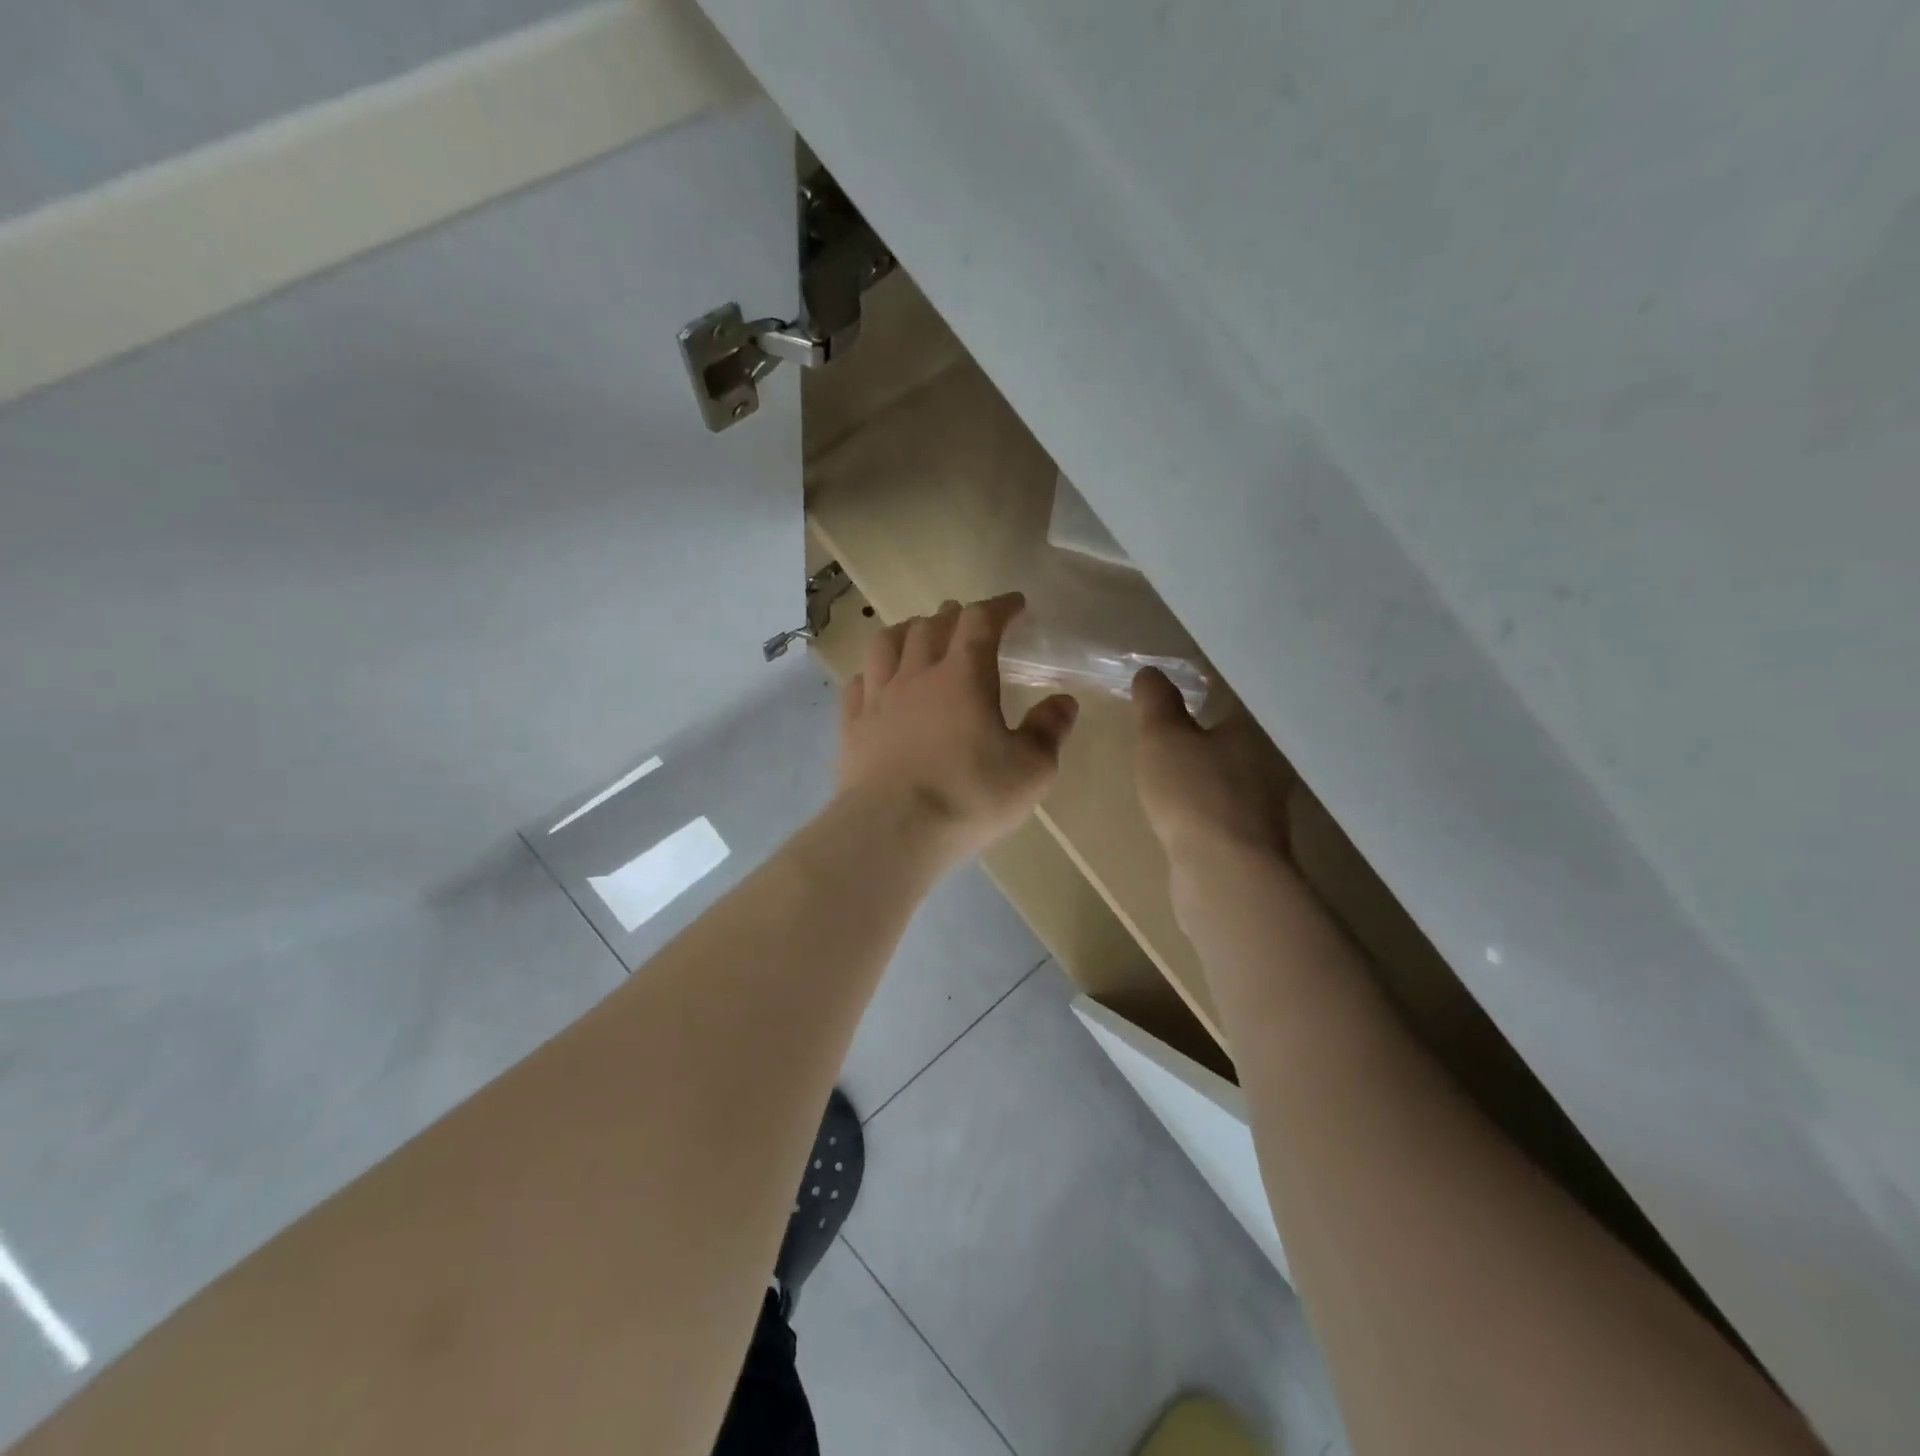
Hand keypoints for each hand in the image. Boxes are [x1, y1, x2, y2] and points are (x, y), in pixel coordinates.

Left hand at [838, 594, 1078, 861]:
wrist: (892, 829)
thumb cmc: (968, 796)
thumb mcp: (1029, 770)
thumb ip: (1048, 731)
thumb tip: (1063, 701)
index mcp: (964, 676)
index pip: (981, 622)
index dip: (999, 607)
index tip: (1014, 604)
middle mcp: (917, 675)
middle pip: (931, 626)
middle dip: (953, 615)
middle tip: (965, 619)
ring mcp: (879, 698)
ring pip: (887, 644)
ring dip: (907, 630)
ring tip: (917, 634)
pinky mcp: (852, 726)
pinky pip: (858, 682)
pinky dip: (872, 671)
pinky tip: (876, 680)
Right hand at [1132, 667, 1294, 863]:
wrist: (1224, 874)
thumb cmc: (1194, 793)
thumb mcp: (1162, 736)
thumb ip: (1156, 700)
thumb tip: (1152, 673)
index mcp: (1257, 727)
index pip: (1234, 697)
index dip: (1205, 691)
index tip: (1178, 691)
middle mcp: (1272, 761)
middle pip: (1236, 736)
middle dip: (1207, 732)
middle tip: (1170, 728)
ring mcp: (1267, 803)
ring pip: (1232, 773)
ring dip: (1208, 770)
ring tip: (1173, 768)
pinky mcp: (1255, 838)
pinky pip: (1225, 806)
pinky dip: (1207, 802)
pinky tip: (1185, 809)